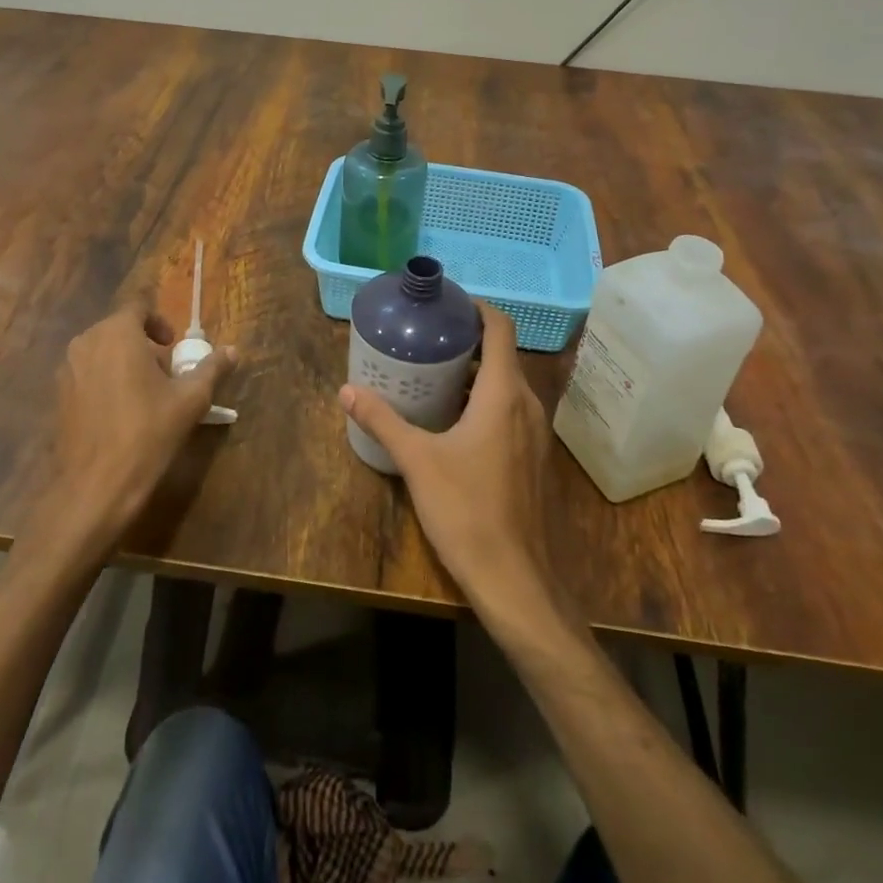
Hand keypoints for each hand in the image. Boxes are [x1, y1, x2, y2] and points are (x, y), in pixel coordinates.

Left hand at [51, 301, 237, 541]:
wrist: (96, 486)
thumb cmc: (148, 433)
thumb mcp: (190, 400)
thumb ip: (212, 369)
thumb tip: (233, 351)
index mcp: (118, 333)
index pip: (139, 305)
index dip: (159, 320)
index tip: (173, 346)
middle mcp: (87, 342)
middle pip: (119, 327)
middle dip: (144, 343)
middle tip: (166, 372)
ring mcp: (67, 369)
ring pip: (101, 350)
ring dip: (124, 360)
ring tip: (145, 393)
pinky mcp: (58, 396)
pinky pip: (87, 373)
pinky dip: (105, 380)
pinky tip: (120, 412)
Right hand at [339, 303, 567, 626]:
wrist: (513, 578)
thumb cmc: (466, 509)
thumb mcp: (417, 460)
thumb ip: (382, 420)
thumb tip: (347, 390)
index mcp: (504, 394)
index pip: (500, 328)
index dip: (477, 308)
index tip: (446, 304)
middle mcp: (527, 404)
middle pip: (503, 354)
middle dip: (468, 340)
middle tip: (427, 338)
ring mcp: (535, 432)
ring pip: (508, 384)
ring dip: (477, 371)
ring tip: (435, 372)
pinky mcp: (533, 456)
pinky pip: (511, 409)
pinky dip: (487, 398)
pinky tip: (454, 417)